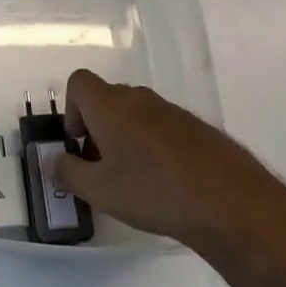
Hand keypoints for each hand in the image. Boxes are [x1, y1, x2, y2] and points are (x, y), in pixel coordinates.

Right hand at [49, 69, 261, 247]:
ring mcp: (172, 111)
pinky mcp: (198, 129)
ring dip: (126, 139)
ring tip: (135, 181)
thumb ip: (67, 173)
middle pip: (106, 99)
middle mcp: (140, 98)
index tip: (79, 144)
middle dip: (97, 129)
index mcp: (110, 105)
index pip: (78, 82)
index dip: (71, 110)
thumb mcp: (99, 191)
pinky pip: (163, 128)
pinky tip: (166, 185)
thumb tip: (53, 161)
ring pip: (136, 115)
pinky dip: (154, 148)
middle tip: (102, 169)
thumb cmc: (154, 191)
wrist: (232, 204)